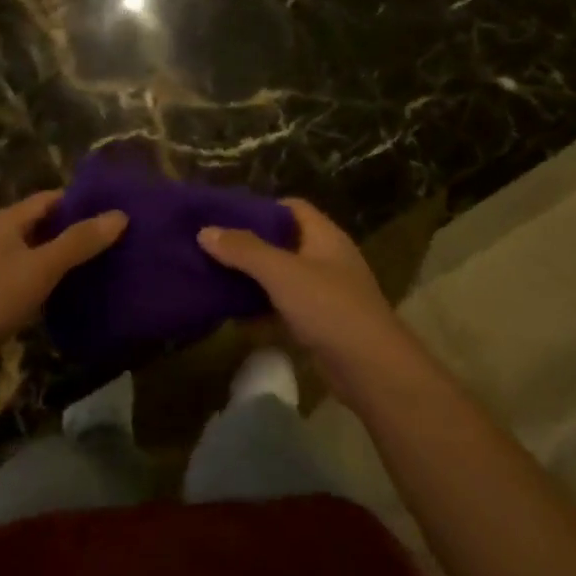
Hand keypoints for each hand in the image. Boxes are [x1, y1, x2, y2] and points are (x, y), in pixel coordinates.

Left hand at [0, 190, 125, 362]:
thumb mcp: (41, 266)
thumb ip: (79, 241)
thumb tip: (119, 215)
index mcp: (3, 220)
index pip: (50, 199)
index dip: (82, 202)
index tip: (116, 211)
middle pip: (43, 225)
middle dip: (76, 231)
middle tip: (117, 240)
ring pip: (35, 253)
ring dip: (64, 258)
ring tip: (104, 265)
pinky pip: (27, 277)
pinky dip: (49, 280)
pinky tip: (72, 292)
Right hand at [198, 200, 417, 399]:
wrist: (370, 367)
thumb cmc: (328, 307)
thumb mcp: (282, 273)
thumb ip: (244, 250)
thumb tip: (205, 231)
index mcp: (325, 236)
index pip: (292, 208)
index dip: (261, 207)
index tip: (226, 215)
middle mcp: (327, 259)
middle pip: (284, 242)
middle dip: (249, 245)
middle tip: (212, 247)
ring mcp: (325, 293)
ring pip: (282, 277)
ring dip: (253, 278)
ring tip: (214, 277)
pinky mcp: (320, 323)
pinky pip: (284, 307)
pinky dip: (261, 309)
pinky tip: (232, 315)